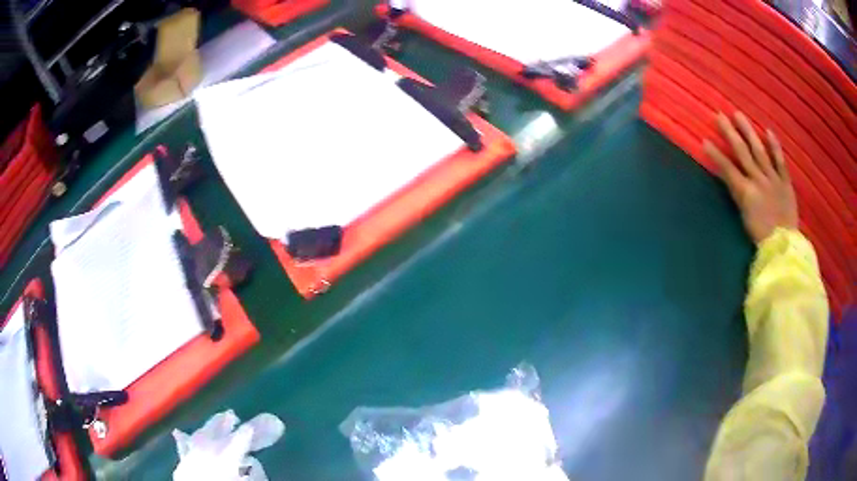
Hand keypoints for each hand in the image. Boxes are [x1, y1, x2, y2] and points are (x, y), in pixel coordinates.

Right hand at [703, 112, 797, 243]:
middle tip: (720, 116)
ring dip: (748, 132)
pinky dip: (774, 146)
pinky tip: (767, 131)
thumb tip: (732, 179)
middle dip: (730, 133)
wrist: (783, 246)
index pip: (728, 169)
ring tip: (738, 115)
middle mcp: (758, 180)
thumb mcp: (745, 219)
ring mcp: (773, 179)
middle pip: (742, 153)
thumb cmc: (761, 238)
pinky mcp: (785, 182)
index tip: (705, 141)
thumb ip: (739, 196)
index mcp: (746, 192)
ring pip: (759, 151)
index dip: (716, 155)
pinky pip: (780, 161)